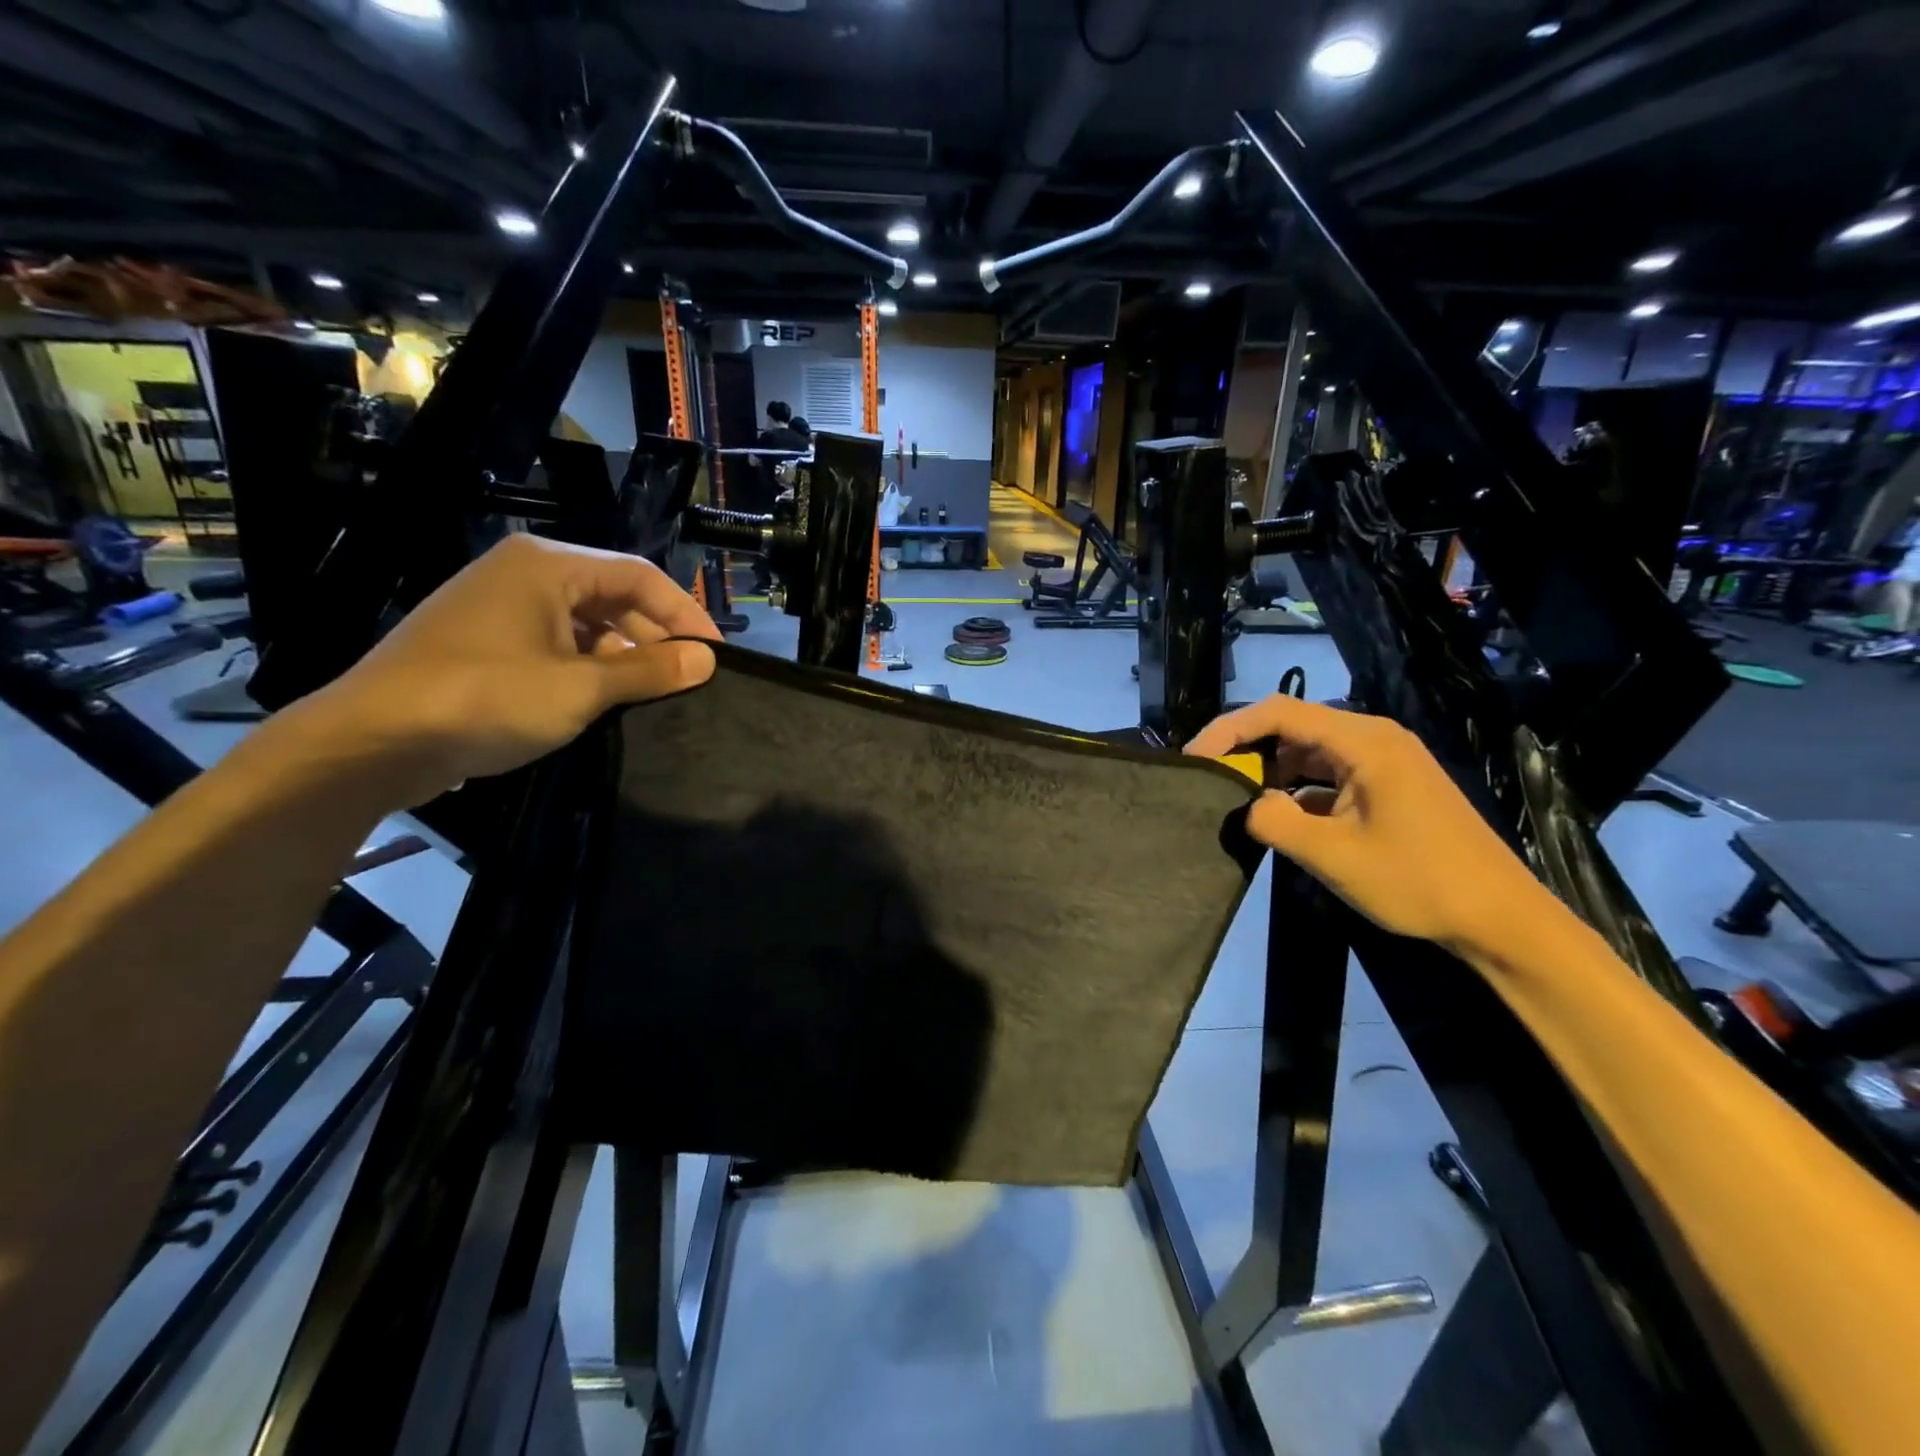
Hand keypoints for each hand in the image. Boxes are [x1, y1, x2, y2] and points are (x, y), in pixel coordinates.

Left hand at [298, 533, 717, 802]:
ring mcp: (499, 606)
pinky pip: (556, 642)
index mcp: (547, 566)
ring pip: (585, 621)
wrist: (371, 741)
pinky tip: (604, 698)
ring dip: (623, 654)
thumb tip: (708, 660)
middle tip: (688, 677)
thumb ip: (649, 670)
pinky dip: (588, 665)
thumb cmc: (485, 699)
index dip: (684, 614)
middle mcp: (524, 573)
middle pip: (613, 595)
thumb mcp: (580, 688)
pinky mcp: (485, 640)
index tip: (714, 654)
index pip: (639, 575)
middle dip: (654, 634)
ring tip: (653, 693)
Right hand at [1186, 694, 1544, 952]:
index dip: (1229, 729)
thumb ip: (1275, 821)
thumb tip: (1246, 804)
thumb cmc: (1418, 882)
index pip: (1279, 712)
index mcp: (1364, 741)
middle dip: (1247, 748)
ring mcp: (1384, 761)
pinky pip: (1329, 772)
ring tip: (1238, 798)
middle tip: (1211, 780)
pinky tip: (1281, 814)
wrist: (1501, 919)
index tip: (1194, 759)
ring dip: (1272, 770)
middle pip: (1293, 725)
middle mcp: (1374, 738)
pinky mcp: (1388, 784)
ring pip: (1309, 749)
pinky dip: (1299, 787)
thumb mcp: (1333, 856)